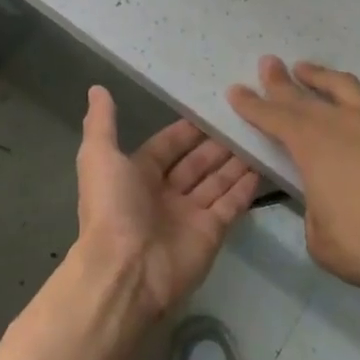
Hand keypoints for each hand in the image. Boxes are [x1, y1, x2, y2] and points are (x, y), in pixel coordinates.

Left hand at [75, 86, 261, 317]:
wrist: (126, 272)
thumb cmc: (112, 209)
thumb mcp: (99, 157)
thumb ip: (102, 123)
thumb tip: (97, 88)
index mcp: (138, 175)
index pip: (168, 145)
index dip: (187, 129)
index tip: (212, 108)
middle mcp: (164, 193)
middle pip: (196, 162)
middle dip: (216, 143)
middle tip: (244, 119)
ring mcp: (189, 215)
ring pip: (216, 181)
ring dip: (234, 161)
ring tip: (259, 135)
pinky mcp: (211, 233)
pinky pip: (231, 205)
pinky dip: (245, 188)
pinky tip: (262, 167)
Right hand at [228, 55, 359, 295]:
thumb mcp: (320, 237)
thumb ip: (314, 209)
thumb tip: (323, 200)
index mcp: (313, 145)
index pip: (274, 117)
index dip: (252, 104)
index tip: (236, 90)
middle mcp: (342, 124)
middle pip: (303, 95)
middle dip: (280, 80)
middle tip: (268, 62)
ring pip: (343, 88)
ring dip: (320, 77)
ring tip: (307, 69)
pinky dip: (356, 107)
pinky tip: (357, 119)